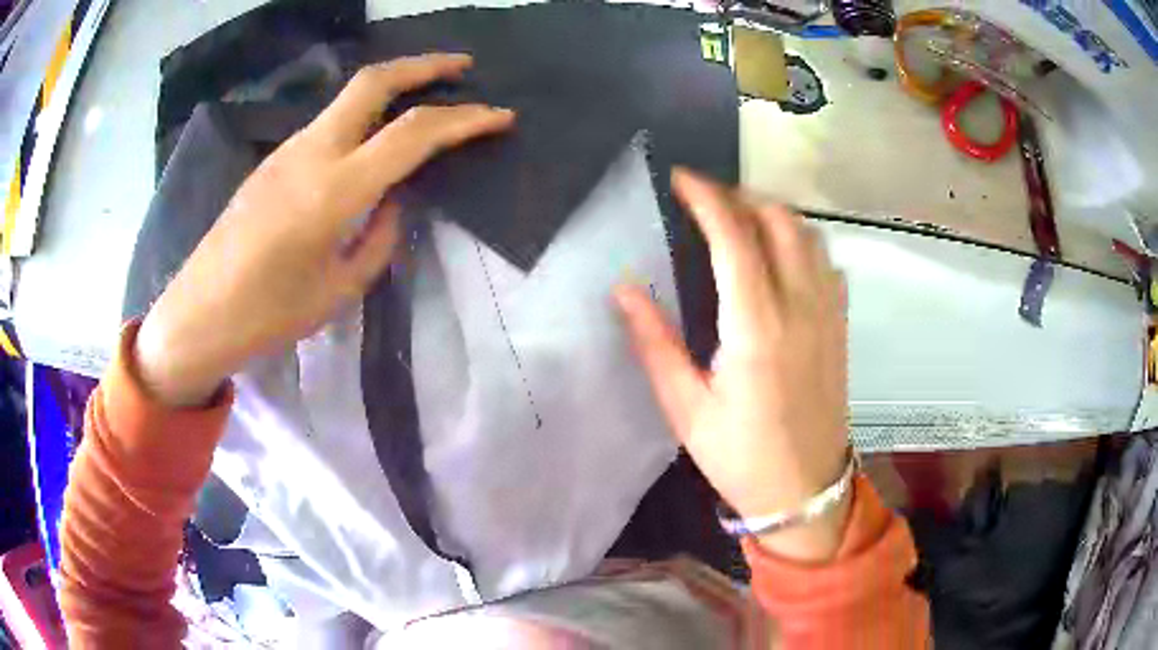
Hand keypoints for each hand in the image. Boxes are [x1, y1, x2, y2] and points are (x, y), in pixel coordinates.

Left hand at [135, 54, 514, 406]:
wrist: (199, 314)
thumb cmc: (269, 316)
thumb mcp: (340, 289)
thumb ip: (378, 237)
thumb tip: (393, 202)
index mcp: (335, 190)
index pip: (413, 134)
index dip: (465, 120)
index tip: (501, 117)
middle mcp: (312, 152)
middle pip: (374, 82)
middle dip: (425, 65)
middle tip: (463, 67)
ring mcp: (288, 150)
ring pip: (350, 96)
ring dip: (394, 85)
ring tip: (426, 96)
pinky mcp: (274, 159)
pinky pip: (329, 122)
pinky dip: (364, 114)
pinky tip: (374, 136)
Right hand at [615, 169, 849, 560]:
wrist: (805, 492)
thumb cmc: (741, 457)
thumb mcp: (686, 409)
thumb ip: (655, 342)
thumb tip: (624, 287)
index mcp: (756, 327)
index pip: (734, 236)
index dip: (706, 197)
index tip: (680, 178)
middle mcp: (800, 307)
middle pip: (779, 219)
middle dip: (740, 195)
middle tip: (705, 200)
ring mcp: (827, 314)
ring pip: (809, 234)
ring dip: (773, 213)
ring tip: (739, 220)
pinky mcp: (840, 326)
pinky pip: (826, 261)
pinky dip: (801, 240)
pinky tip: (780, 256)